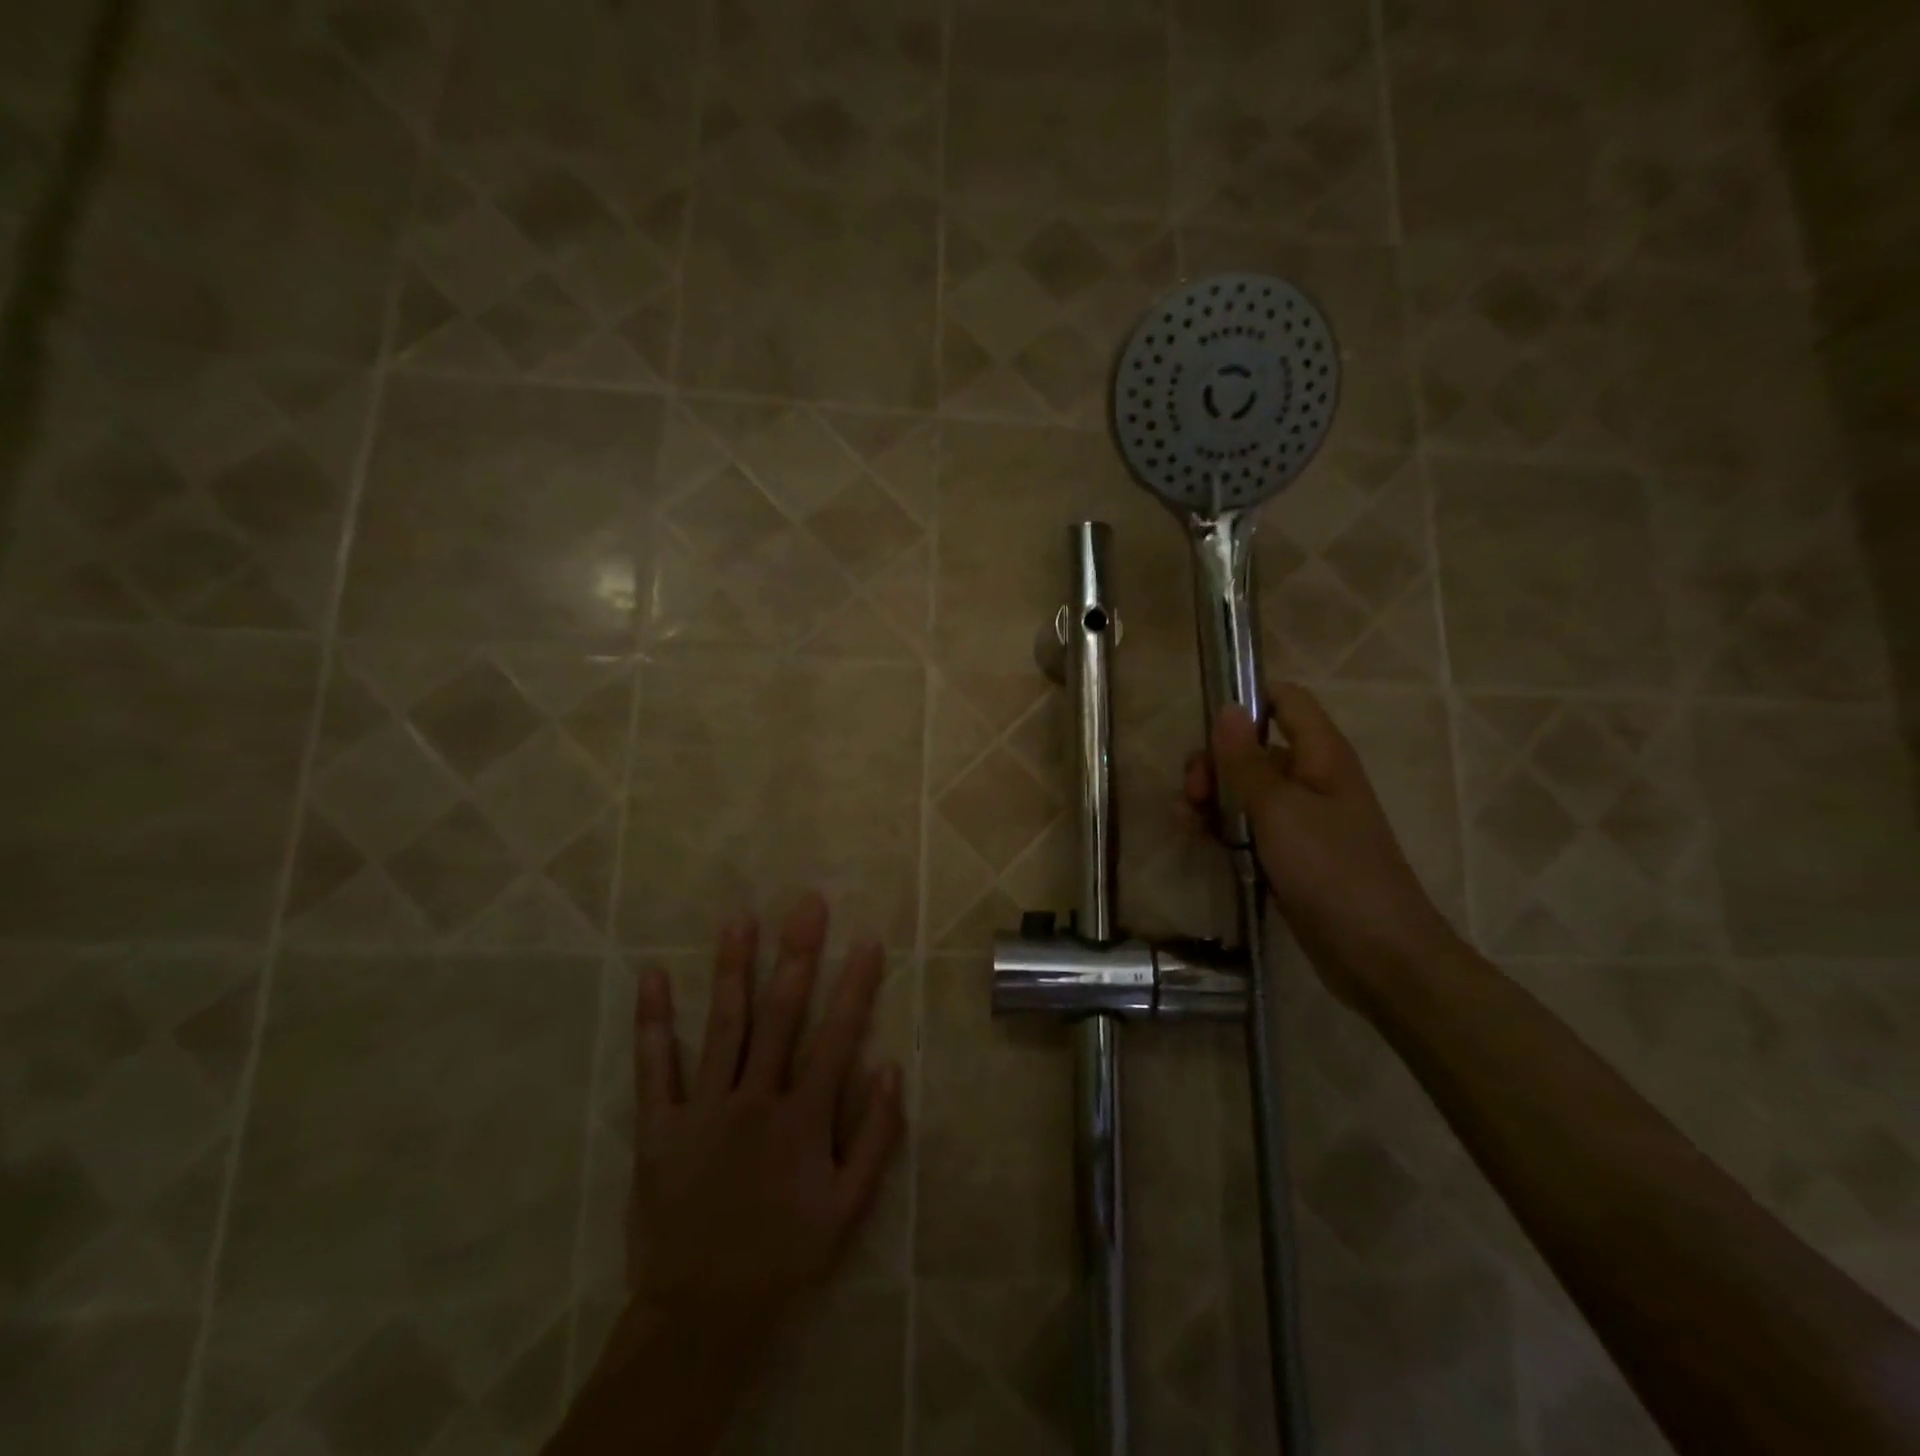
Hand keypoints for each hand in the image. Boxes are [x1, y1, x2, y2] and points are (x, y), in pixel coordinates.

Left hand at [624, 894, 903, 1381]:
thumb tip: (891, 1070)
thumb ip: (876, 1139)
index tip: (867, 941)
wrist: (702, 1313)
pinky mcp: (659, 1125)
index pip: (837, 1037)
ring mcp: (704, 1108)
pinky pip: (654, 1066)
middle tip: (805, 905)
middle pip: (780, 1015)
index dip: (855, 986)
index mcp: (803, 1118)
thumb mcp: (848, 1210)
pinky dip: (653, 1021)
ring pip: (723, 1025)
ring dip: (733, 969)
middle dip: (797, 955)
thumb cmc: (785, 1254)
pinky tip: (652, 975)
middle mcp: (755, 1098)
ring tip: (739, 919)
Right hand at [1185, 683, 1457, 1005]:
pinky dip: (1220, 825)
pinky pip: (1248, 825)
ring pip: (1244, 788)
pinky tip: (1195, 836)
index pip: (1285, 700)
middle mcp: (1311, 778)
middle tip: (1192, 790)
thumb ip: (1246, 760)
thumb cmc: (1332, 870)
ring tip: (1185, 819)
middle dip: (1215, 760)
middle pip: (1253, 747)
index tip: (1204, 722)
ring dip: (1211, 796)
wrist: (1377, 953)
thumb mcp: (1279, 810)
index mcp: (1321, 755)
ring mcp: (1300, 818)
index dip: (1246, 700)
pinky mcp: (1288, 852)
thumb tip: (1227, 707)